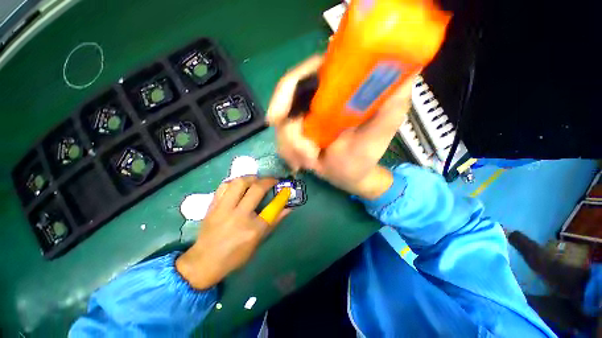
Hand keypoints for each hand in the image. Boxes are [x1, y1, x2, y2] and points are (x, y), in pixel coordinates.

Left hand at [176, 177, 288, 289]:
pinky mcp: (212, 206)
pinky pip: (224, 186)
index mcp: (253, 229)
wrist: (204, 262)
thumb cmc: (235, 256)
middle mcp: (238, 216)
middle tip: (272, 180)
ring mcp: (223, 209)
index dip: (282, 196)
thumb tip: (287, 208)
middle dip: (268, 180)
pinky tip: (239, 185)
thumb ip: (273, 222)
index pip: (272, 207)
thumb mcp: (258, 242)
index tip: (286, 188)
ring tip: (256, 180)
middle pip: (256, 189)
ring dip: (251, 178)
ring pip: (238, 183)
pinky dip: (235, 182)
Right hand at [267, 56, 414, 198]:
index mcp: (339, 88)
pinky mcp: (297, 131)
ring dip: (292, 147)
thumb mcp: (379, 135)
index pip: (308, 72)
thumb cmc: (363, 158)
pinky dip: (289, 153)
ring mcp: (305, 115)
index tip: (277, 116)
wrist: (347, 177)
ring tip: (310, 163)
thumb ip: (390, 108)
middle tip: (301, 152)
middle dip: (288, 130)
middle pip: (287, 99)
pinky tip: (300, 164)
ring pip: (282, 124)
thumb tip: (404, 74)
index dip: (287, 89)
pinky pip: (281, 138)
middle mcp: (319, 97)